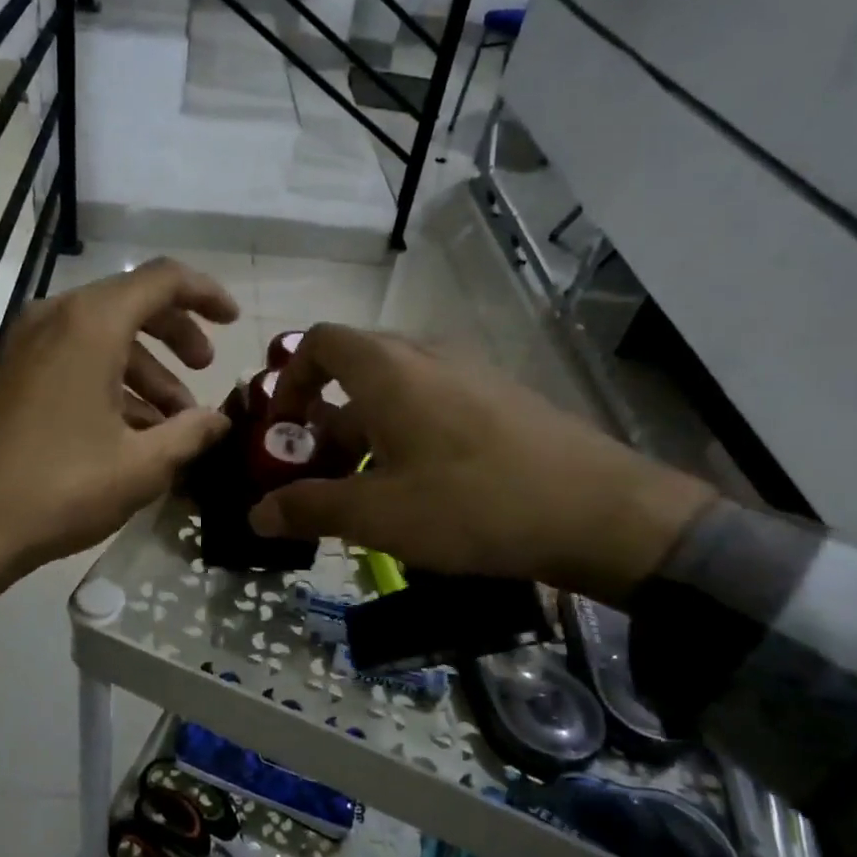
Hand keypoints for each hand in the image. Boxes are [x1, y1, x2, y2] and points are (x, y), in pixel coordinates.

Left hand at [0, 259, 237, 690]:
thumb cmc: (61, 487)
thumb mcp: (143, 465)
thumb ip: (192, 433)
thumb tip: (221, 420)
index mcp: (91, 324)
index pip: (163, 280)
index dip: (206, 295)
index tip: (234, 323)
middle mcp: (56, 318)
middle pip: (132, 304)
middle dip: (177, 336)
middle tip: (205, 371)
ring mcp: (27, 345)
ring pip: (104, 337)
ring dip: (146, 370)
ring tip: (173, 424)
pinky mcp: (12, 374)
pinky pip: (75, 358)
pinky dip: (111, 382)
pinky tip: (131, 432)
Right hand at [248, 325, 715, 605]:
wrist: (600, 512)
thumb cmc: (472, 504)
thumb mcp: (379, 514)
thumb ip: (310, 508)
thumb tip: (257, 514)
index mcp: (387, 369)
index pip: (318, 342)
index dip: (289, 380)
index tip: (283, 430)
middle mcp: (426, 357)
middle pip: (355, 368)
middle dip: (324, 418)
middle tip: (318, 472)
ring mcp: (470, 376)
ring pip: (396, 392)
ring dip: (366, 433)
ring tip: (368, 491)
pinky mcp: (502, 400)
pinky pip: (435, 405)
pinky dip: (408, 436)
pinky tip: (424, 491)